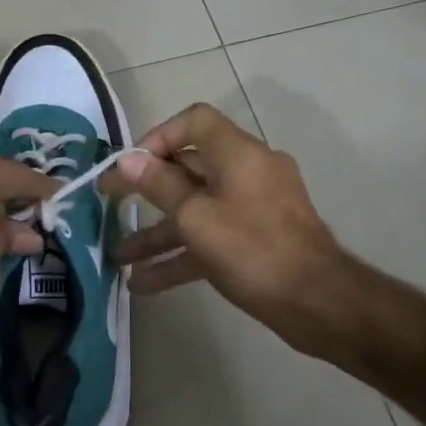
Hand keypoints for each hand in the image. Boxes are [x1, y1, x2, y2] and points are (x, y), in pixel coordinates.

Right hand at [106, 104, 347, 351]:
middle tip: (109, 206)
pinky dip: (181, 256)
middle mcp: (247, 172)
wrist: (317, 302)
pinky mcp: (255, 241)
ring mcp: (253, 208)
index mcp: (237, 154)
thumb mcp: (196, 217)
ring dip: (157, 233)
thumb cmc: (252, 249)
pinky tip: (143, 284)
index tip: (130, 167)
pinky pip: (211, 238)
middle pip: (188, 169)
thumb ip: (159, 186)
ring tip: (118, 257)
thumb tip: (128, 160)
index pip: (194, 122)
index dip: (157, 138)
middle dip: (146, 192)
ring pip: (196, 211)